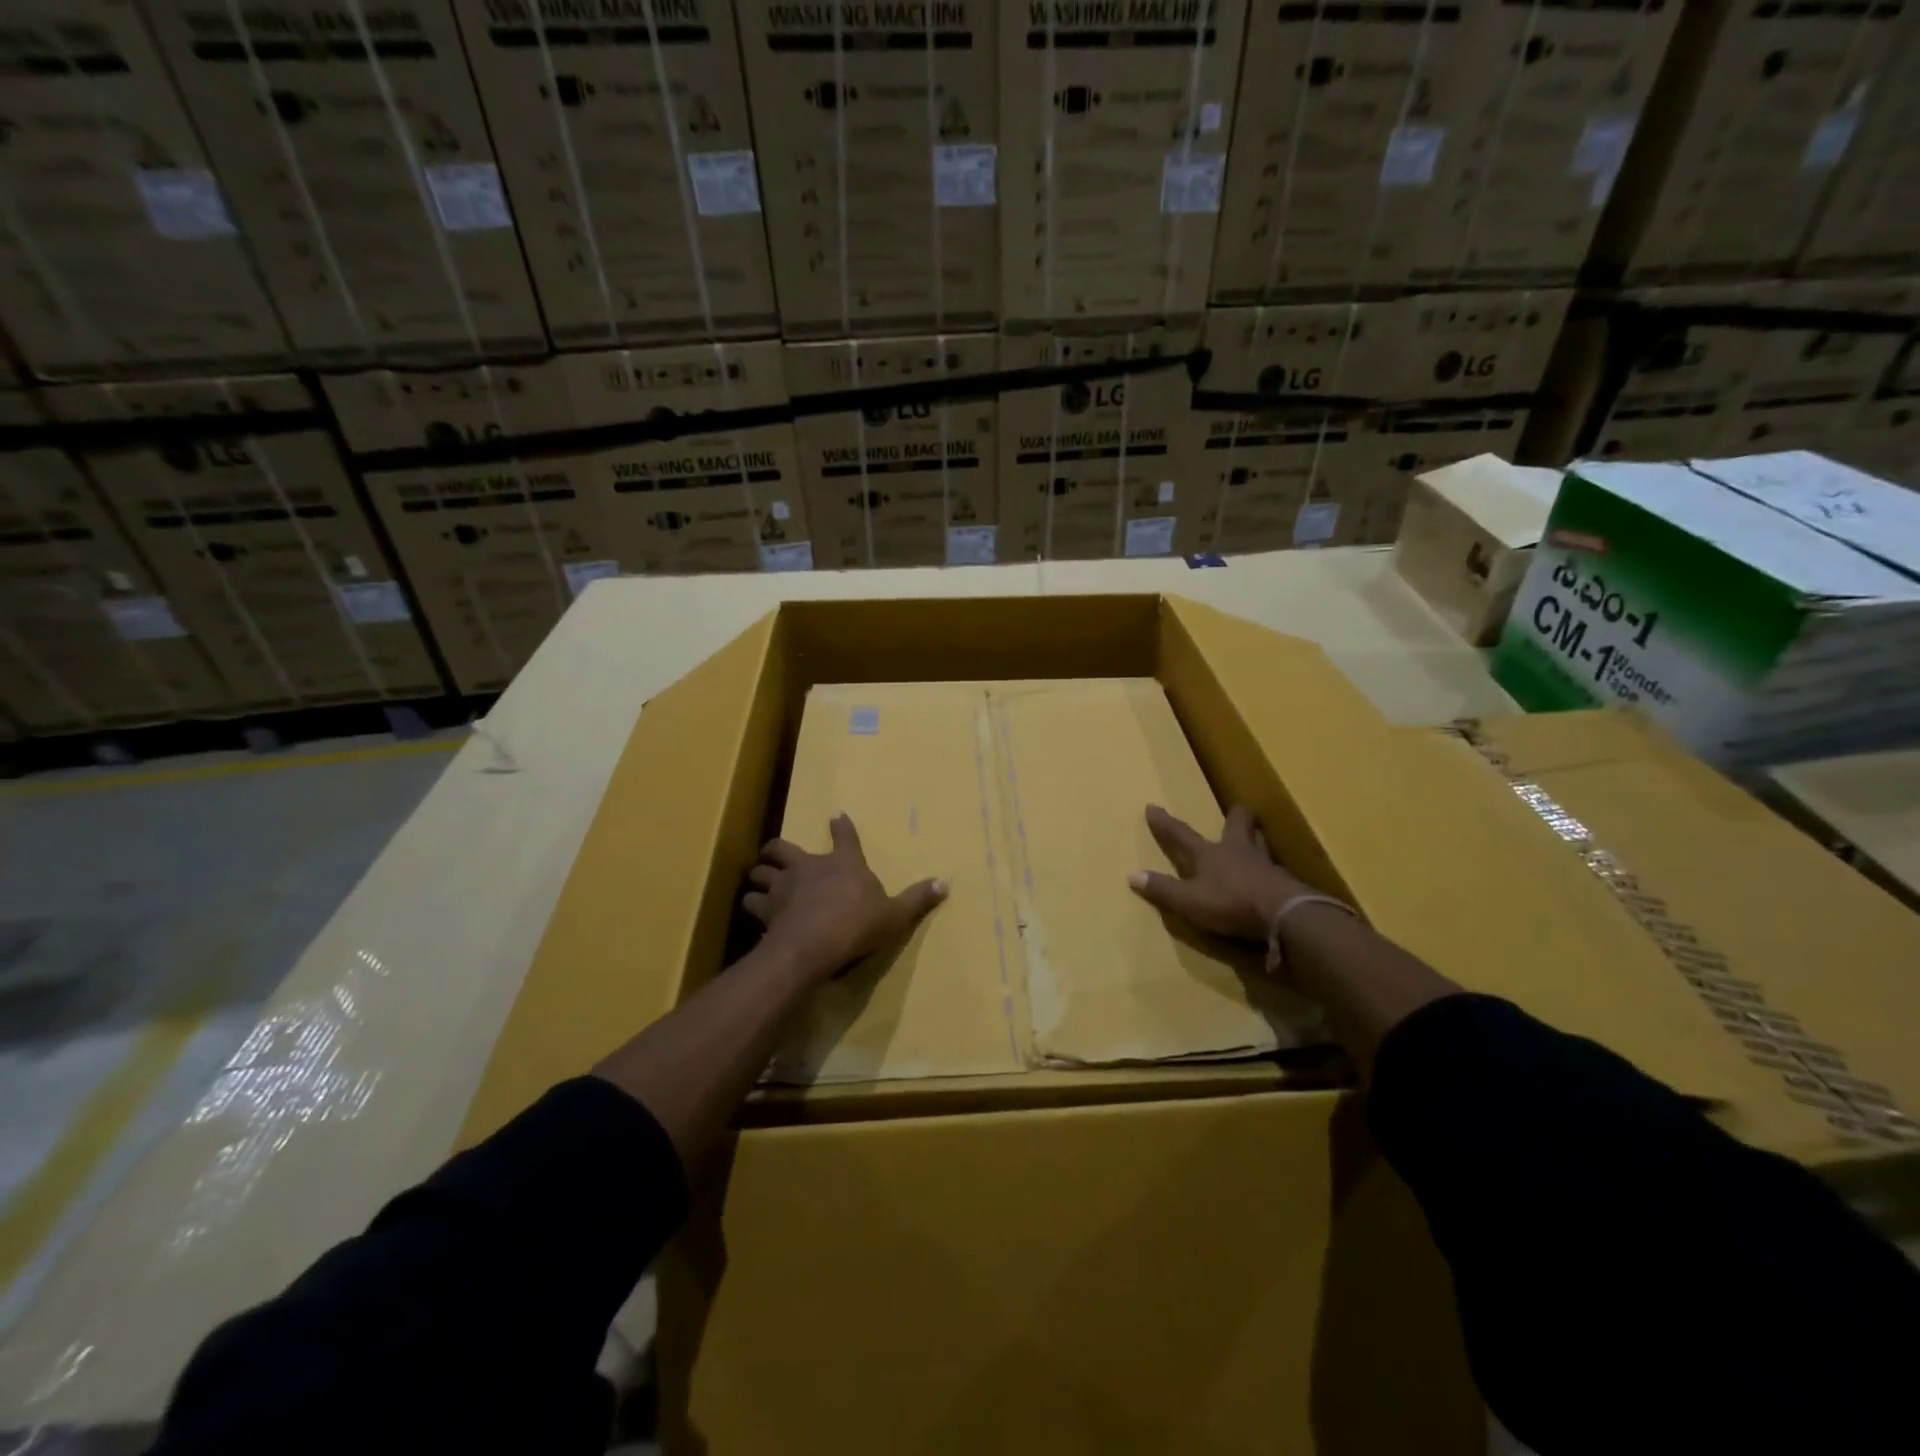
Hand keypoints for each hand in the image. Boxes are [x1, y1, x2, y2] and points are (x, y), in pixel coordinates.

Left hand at [744, 814, 947, 984]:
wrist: (814, 945)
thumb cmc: (858, 925)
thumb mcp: (895, 915)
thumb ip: (916, 899)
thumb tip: (945, 883)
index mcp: (843, 863)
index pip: (844, 837)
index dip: (841, 826)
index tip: (836, 816)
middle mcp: (808, 867)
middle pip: (783, 848)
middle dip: (777, 849)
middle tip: (776, 854)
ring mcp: (783, 886)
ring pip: (760, 873)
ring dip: (759, 876)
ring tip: (759, 883)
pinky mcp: (765, 910)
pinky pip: (750, 903)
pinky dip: (751, 905)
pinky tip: (754, 913)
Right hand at [1128, 804, 1309, 943]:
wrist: (1285, 915)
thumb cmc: (1231, 903)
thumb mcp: (1189, 901)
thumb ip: (1163, 890)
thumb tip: (1132, 875)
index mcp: (1210, 854)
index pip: (1181, 834)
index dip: (1165, 823)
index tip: (1152, 807)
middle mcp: (1238, 851)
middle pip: (1238, 824)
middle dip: (1236, 816)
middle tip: (1236, 812)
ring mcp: (1265, 864)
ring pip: (1260, 842)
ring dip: (1256, 838)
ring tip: (1255, 839)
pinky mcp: (1285, 882)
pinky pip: (1276, 869)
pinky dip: (1270, 870)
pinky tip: (1271, 877)